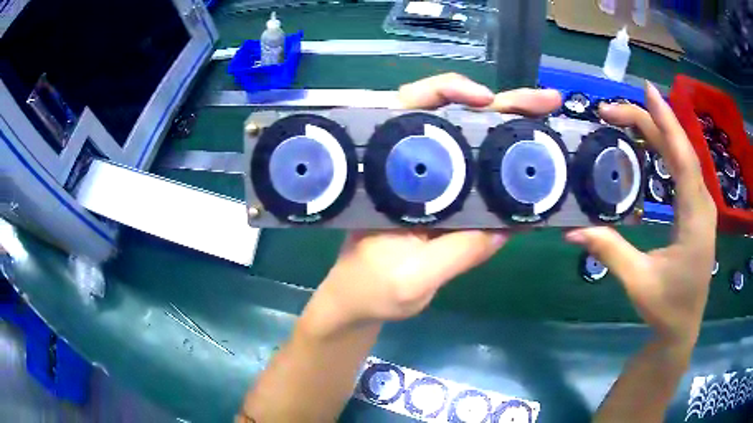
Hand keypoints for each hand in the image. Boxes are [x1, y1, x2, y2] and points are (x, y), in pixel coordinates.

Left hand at [309, 73, 562, 334]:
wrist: (361, 305)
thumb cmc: (372, 291)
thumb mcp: (414, 277)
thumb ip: (459, 252)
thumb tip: (509, 225)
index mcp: (389, 173)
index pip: (411, 110)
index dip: (447, 92)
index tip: (485, 99)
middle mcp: (411, 168)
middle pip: (455, 118)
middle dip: (502, 105)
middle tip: (546, 101)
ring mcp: (433, 184)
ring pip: (473, 142)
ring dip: (511, 127)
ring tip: (548, 120)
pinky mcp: (448, 203)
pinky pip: (480, 176)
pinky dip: (508, 165)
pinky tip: (536, 161)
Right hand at [566, 83, 716, 347]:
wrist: (682, 327)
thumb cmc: (666, 307)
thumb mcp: (638, 282)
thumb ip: (610, 252)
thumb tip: (571, 232)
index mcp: (695, 221)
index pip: (684, 160)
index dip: (667, 123)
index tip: (646, 92)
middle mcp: (703, 206)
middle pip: (681, 151)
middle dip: (652, 123)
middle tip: (615, 109)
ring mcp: (702, 207)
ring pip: (684, 158)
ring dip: (659, 133)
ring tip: (630, 117)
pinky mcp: (697, 211)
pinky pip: (684, 170)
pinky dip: (667, 150)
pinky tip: (652, 144)